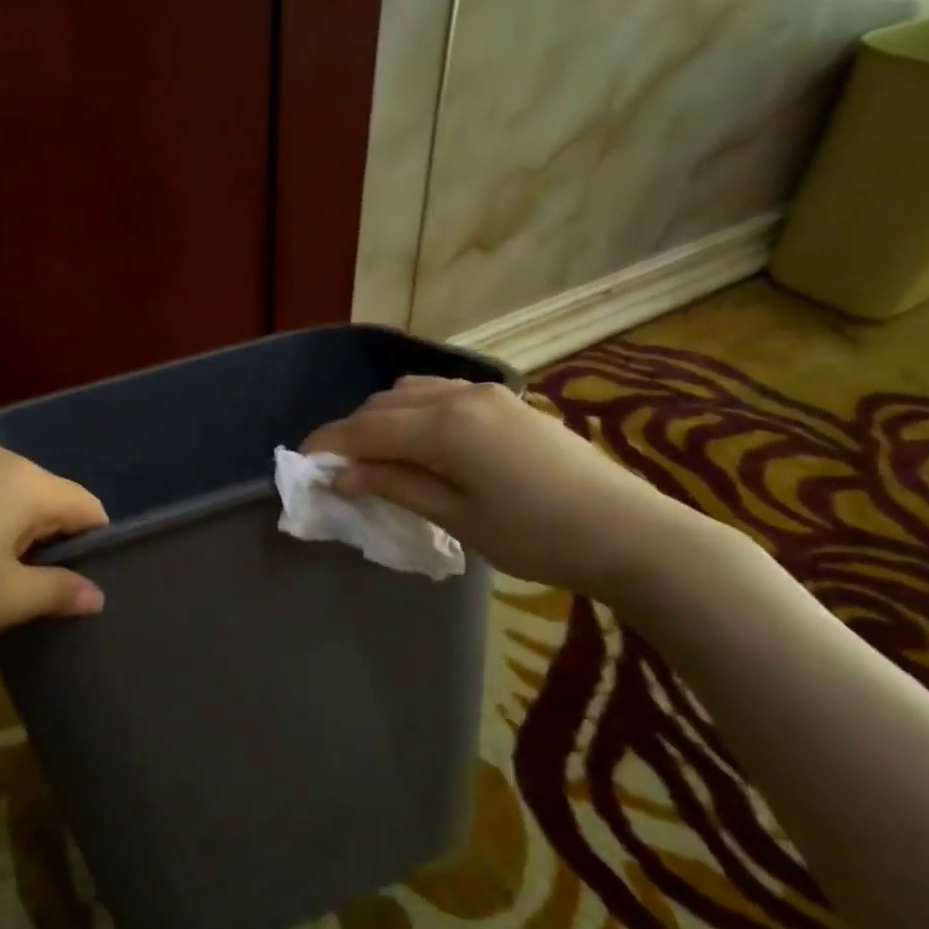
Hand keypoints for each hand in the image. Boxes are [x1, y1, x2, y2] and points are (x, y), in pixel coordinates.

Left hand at [0, 443, 108, 649]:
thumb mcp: (7, 599)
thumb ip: (61, 591)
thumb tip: (97, 595)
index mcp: (26, 481)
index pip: (87, 507)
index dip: (95, 546)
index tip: (82, 584)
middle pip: (51, 498)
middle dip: (54, 541)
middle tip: (41, 590)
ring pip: (14, 498)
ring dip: (19, 536)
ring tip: (1, 579)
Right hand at [303, 376, 714, 601]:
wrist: (627, 532)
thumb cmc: (536, 536)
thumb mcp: (458, 517)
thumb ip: (397, 486)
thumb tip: (344, 475)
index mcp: (446, 426)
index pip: (367, 428)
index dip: (329, 444)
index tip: (301, 463)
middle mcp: (462, 395)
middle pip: (386, 403)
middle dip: (354, 432)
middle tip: (338, 470)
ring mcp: (489, 394)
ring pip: (415, 393)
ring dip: (385, 419)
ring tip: (376, 459)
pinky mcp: (509, 404)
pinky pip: (444, 396)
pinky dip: (417, 415)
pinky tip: (420, 446)